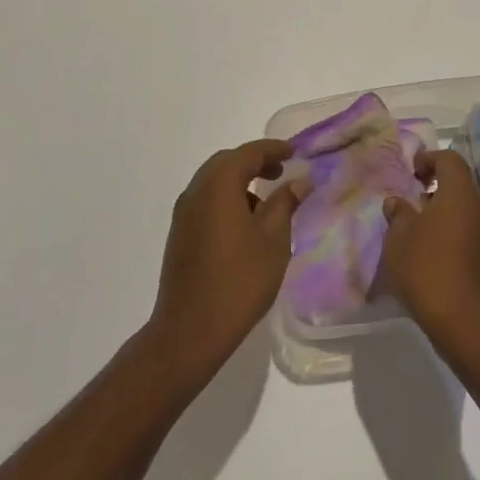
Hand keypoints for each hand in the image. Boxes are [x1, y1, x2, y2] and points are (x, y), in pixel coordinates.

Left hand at [145, 139, 297, 382]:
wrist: (190, 331)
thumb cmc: (239, 280)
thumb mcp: (273, 239)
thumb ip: (286, 203)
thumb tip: (299, 181)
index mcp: (218, 185)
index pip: (249, 153)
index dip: (274, 149)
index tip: (295, 152)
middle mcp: (196, 191)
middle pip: (227, 163)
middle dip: (255, 162)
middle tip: (281, 172)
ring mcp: (183, 214)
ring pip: (214, 183)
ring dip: (239, 182)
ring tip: (266, 202)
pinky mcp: (179, 235)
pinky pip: (206, 202)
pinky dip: (226, 200)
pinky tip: (245, 225)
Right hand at [381, 148, 479, 360]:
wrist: (471, 325)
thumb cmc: (430, 272)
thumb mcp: (399, 241)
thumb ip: (398, 215)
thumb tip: (397, 202)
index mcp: (461, 194)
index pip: (450, 159)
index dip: (429, 160)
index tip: (412, 174)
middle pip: (461, 185)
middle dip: (437, 188)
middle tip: (413, 203)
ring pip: (468, 211)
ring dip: (447, 214)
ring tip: (422, 233)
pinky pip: (473, 234)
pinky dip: (456, 235)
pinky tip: (437, 258)